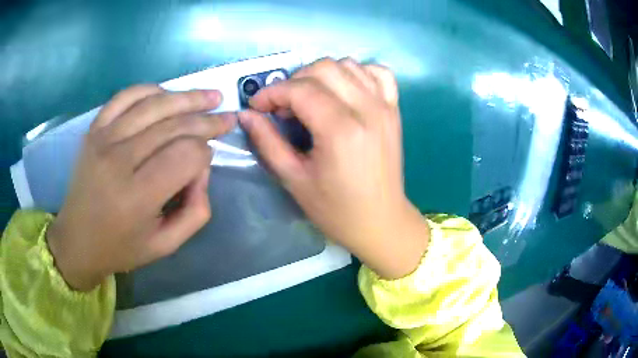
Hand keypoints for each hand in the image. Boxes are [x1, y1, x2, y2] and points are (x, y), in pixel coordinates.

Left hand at [47, 85, 235, 290]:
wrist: (77, 240)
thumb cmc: (121, 247)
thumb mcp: (166, 245)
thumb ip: (196, 211)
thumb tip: (203, 169)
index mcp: (137, 197)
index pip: (186, 156)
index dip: (205, 155)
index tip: (207, 163)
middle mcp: (119, 160)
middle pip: (174, 125)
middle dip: (207, 121)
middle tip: (227, 118)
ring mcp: (103, 139)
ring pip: (154, 104)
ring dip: (187, 97)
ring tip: (211, 96)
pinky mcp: (94, 129)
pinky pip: (126, 96)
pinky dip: (151, 90)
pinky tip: (167, 94)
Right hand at [239, 58, 428, 278]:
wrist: (381, 221)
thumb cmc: (336, 209)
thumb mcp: (294, 179)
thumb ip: (267, 142)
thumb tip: (246, 115)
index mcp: (341, 130)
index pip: (300, 89)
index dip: (272, 92)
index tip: (257, 106)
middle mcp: (367, 109)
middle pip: (324, 68)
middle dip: (294, 80)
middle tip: (283, 106)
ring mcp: (385, 106)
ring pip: (348, 64)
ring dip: (322, 74)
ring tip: (310, 99)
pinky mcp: (394, 110)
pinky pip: (378, 73)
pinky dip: (358, 72)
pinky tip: (344, 89)